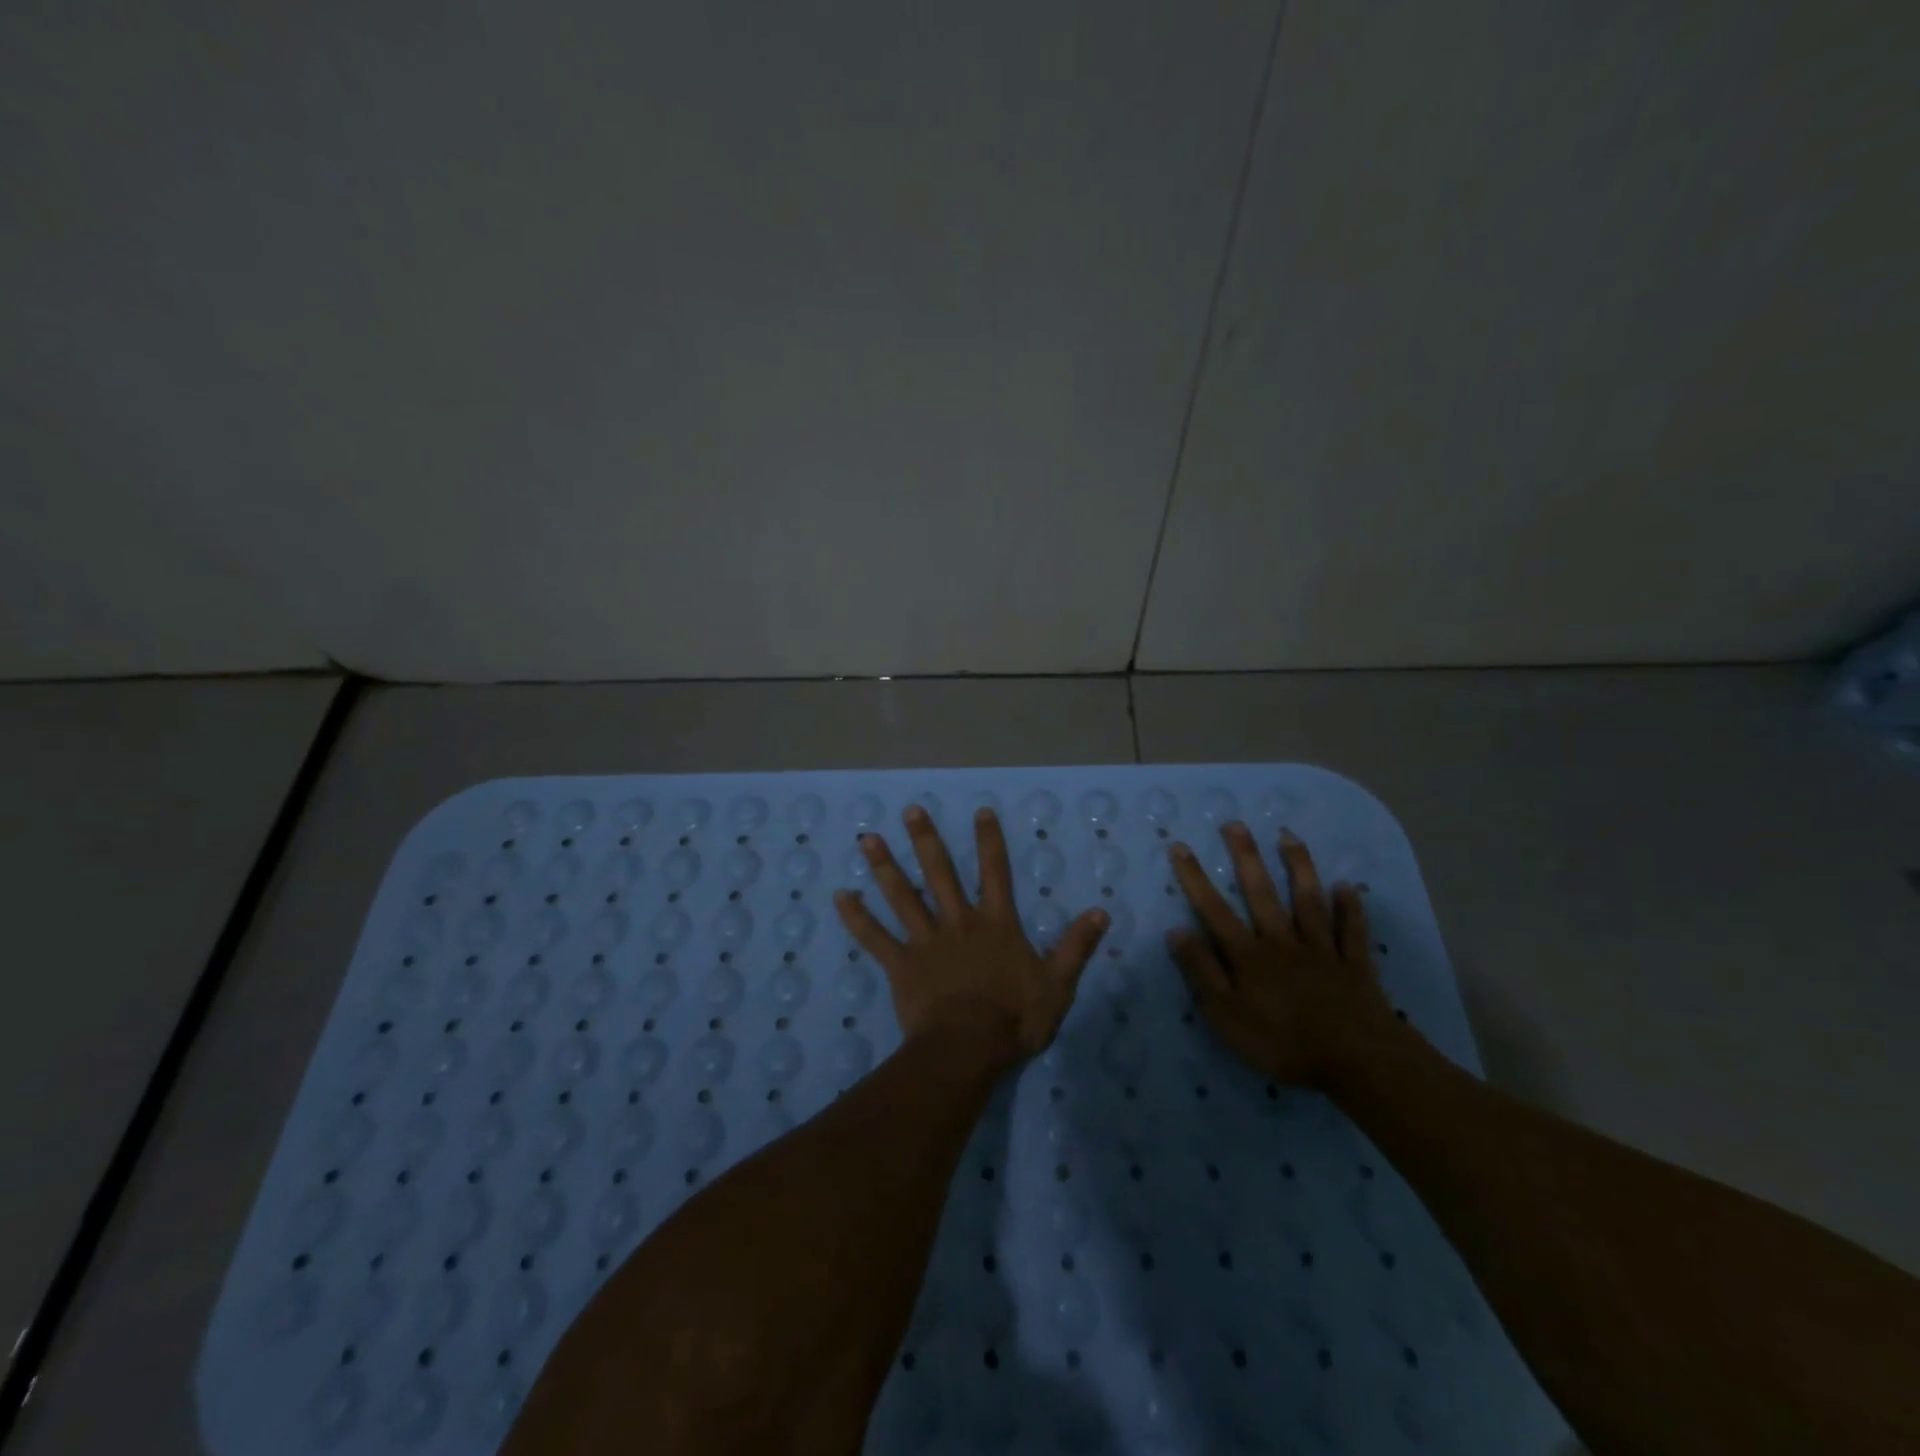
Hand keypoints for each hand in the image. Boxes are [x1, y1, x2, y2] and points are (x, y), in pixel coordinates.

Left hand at [833, 805, 1108, 1066]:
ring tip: (867, 839)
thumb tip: (1101, 912)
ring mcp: (926, 941)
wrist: (969, 1048)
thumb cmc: (1015, 1018)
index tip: (980, 811)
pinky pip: (875, 937)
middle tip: (910, 811)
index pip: (995, 872)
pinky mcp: (901, 964)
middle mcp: (958, 922)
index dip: (989, 841)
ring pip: (903, 896)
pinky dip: (857, 917)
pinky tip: (840, 896)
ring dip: (885, 867)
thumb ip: (1076, 946)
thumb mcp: (1058, 984)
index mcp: (996, 924)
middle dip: (926, 840)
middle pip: (940, 873)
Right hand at [1167, 823, 1395, 1085]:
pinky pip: (1352, 931)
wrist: (1355, 1060)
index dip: (1195, 878)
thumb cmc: (1281, 1042)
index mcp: (1249, 955)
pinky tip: (1348, 887)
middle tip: (1235, 824)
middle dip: (1246, 858)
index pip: (1214, 910)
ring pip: (1308, 901)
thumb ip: (1201, 972)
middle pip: (1262, 894)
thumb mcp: (1225, 1014)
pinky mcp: (1354, 965)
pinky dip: (1351, 909)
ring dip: (1298, 867)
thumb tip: (1176, 931)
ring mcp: (1321, 950)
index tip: (1180, 846)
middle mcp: (1282, 942)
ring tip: (1289, 837)